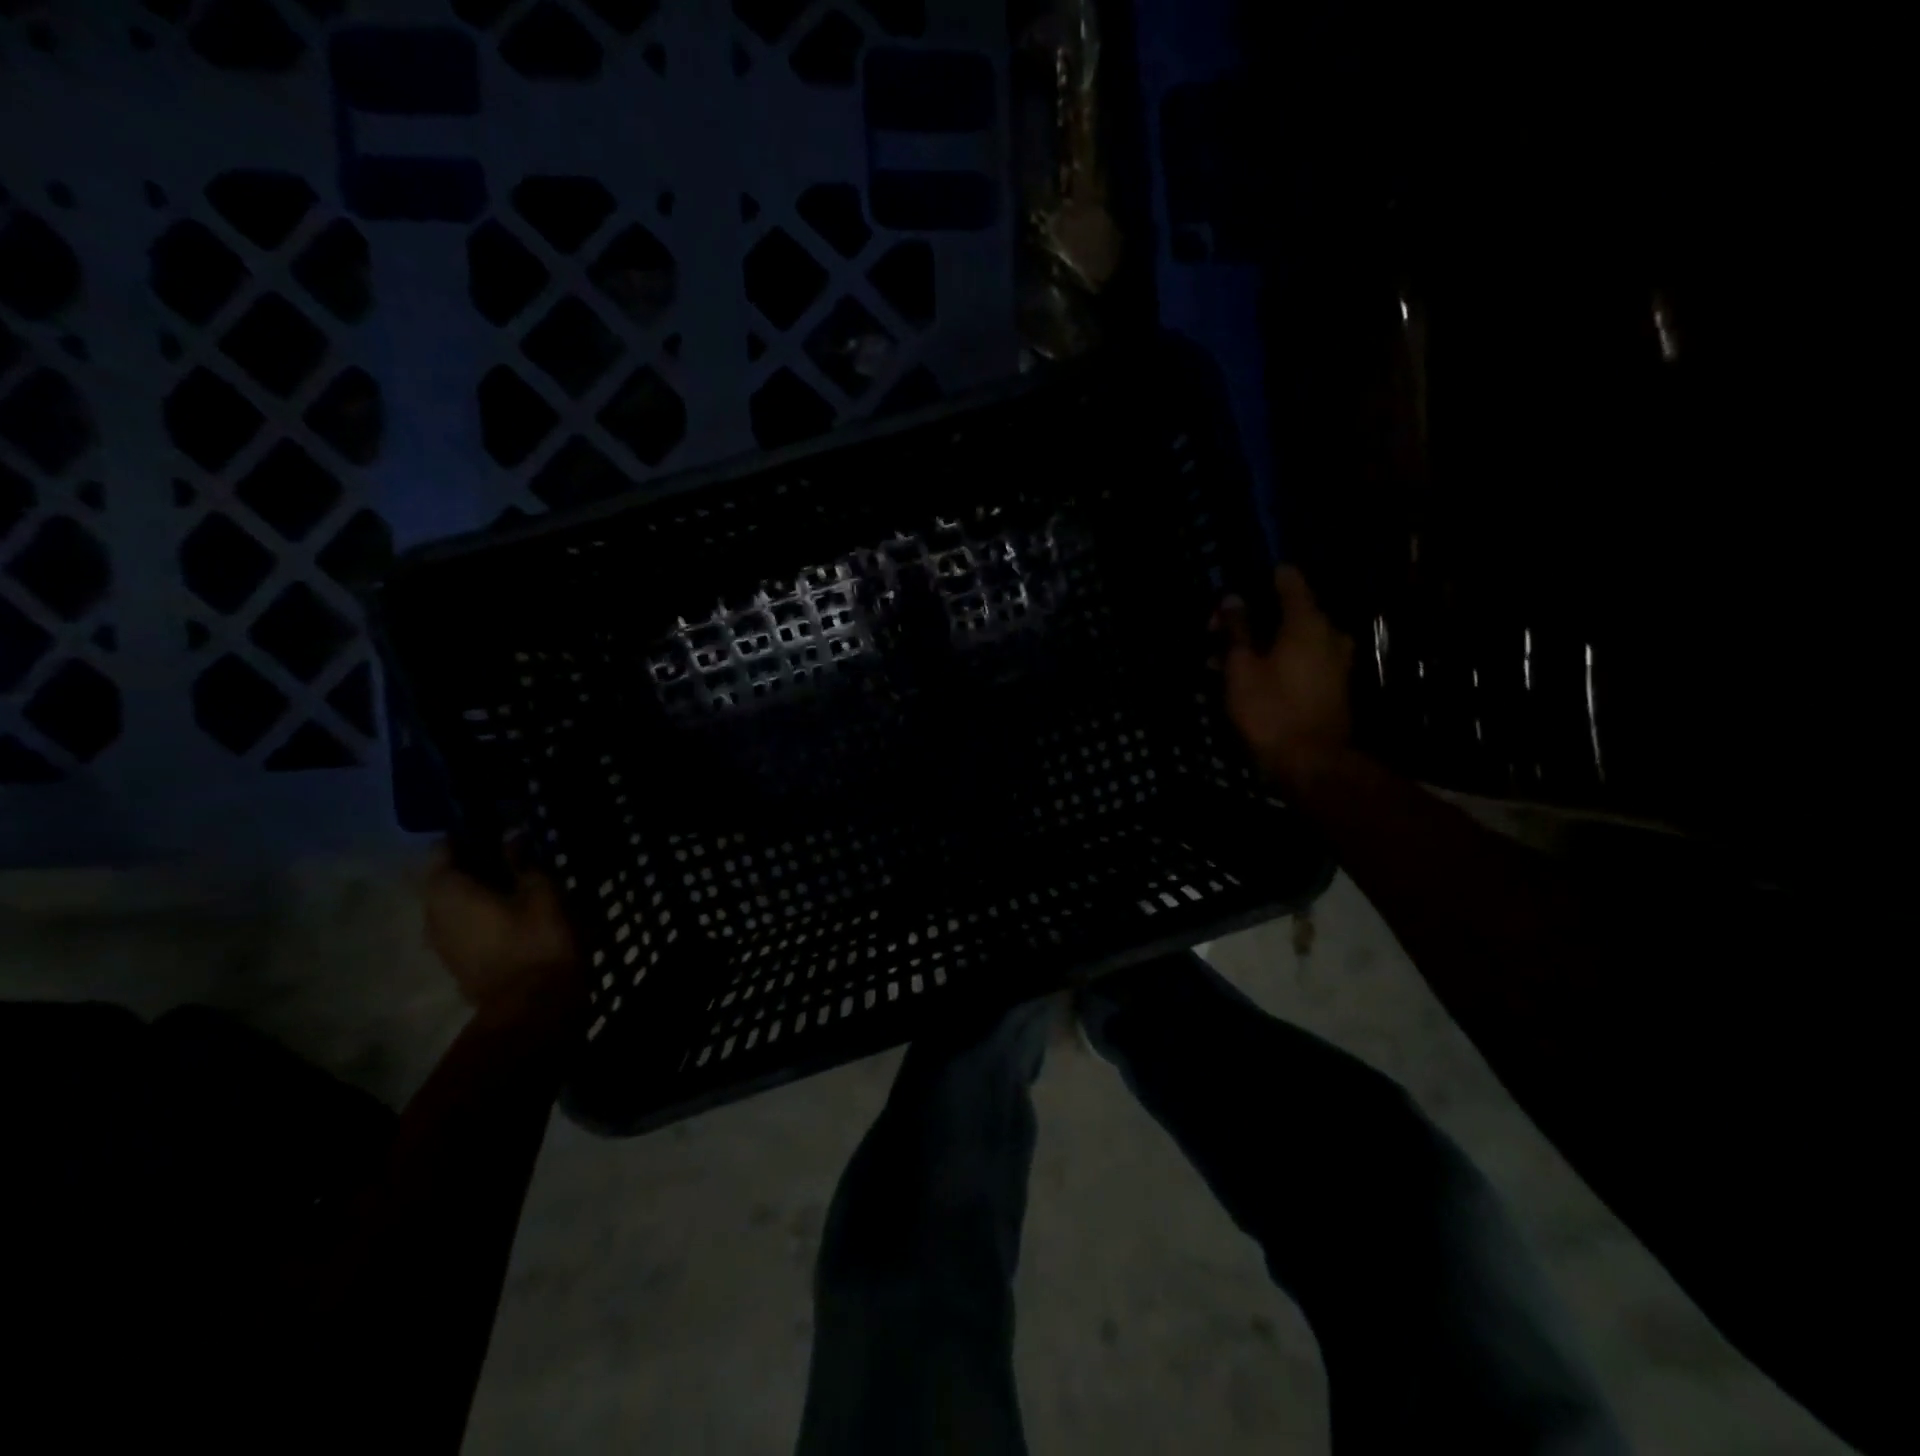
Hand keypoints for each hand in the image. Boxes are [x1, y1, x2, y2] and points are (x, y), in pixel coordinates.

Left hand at [423, 841, 583, 1026]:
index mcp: (446, 890)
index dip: (471, 835)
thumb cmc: (535, 938)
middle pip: (448, 877)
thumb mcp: (541, 891)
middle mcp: (431, 914)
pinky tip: (514, 915)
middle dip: (478, 865)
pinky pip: (465, 926)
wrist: (532, 1005)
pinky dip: (484, 915)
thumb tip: (512, 839)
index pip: (444, 848)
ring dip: (482, 892)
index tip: (501, 831)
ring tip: (518, 887)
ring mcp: (440, 943)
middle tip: (515, 858)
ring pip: (456, 904)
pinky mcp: (457, 963)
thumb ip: (523, 862)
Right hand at [1215, 565, 1354, 792]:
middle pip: (1289, 610)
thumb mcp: (1241, 668)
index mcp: (1307, 621)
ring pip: (1294, 638)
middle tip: (1217, 635)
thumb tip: (1232, 599)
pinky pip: (1303, 659)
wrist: (1311, 763)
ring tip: (1224, 662)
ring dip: (1262, 643)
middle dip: (1253, 618)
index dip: (1261, 578)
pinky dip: (1277, 660)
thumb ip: (1237, 629)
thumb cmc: (1270, 710)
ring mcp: (1336, 660)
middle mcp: (1329, 633)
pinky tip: (1250, 678)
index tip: (1235, 588)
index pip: (1289, 579)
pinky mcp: (1334, 684)